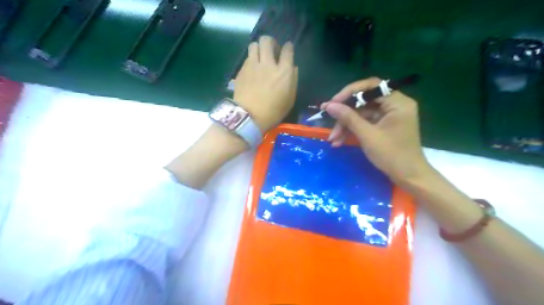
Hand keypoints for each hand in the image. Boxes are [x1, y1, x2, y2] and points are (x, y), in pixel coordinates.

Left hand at [234, 35, 298, 131]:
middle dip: (271, 42)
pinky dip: (251, 59)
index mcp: (284, 71)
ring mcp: (253, 65)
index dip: (288, 47)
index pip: (287, 50)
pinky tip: (252, 69)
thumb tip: (293, 67)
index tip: (287, 49)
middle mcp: (268, 64)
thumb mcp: (290, 99)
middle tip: (271, 51)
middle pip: (267, 41)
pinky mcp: (242, 70)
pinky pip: (247, 57)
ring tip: (259, 57)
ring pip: (254, 45)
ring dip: (258, 48)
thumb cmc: (273, 111)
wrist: (249, 117)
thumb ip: (293, 80)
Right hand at [322, 77, 433, 184]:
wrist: (408, 177)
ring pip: (361, 113)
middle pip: (363, 101)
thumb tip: (329, 105)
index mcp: (397, 102)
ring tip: (333, 139)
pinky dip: (352, 131)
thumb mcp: (367, 135)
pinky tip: (339, 141)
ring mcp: (388, 115)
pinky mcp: (383, 125)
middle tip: (328, 120)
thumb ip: (348, 118)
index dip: (349, 92)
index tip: (333, 103)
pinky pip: (364, 122)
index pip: (370, 86)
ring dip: (345, 125)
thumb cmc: (392, 155)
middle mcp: (394, 105)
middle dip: (344, 114)